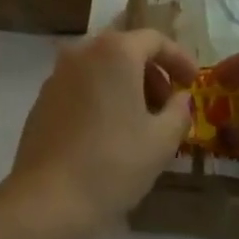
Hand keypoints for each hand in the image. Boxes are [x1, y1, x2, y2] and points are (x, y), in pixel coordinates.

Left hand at [5, 29, 196, 238]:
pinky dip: (102, 95)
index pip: (155, 40)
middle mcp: (84, 50)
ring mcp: (59, 72)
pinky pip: (82, 84)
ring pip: (102, 67)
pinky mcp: (44, 96)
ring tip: (141, 123)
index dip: (179, 58)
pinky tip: (109, 132)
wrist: (47, 198)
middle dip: (152, 74)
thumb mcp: (161, 142)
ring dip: (126, 86)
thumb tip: (180, 98)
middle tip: (168, 107)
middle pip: (126, 50)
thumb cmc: (112, 163)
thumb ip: (179, 112)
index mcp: (115, 51)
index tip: (193, 82)